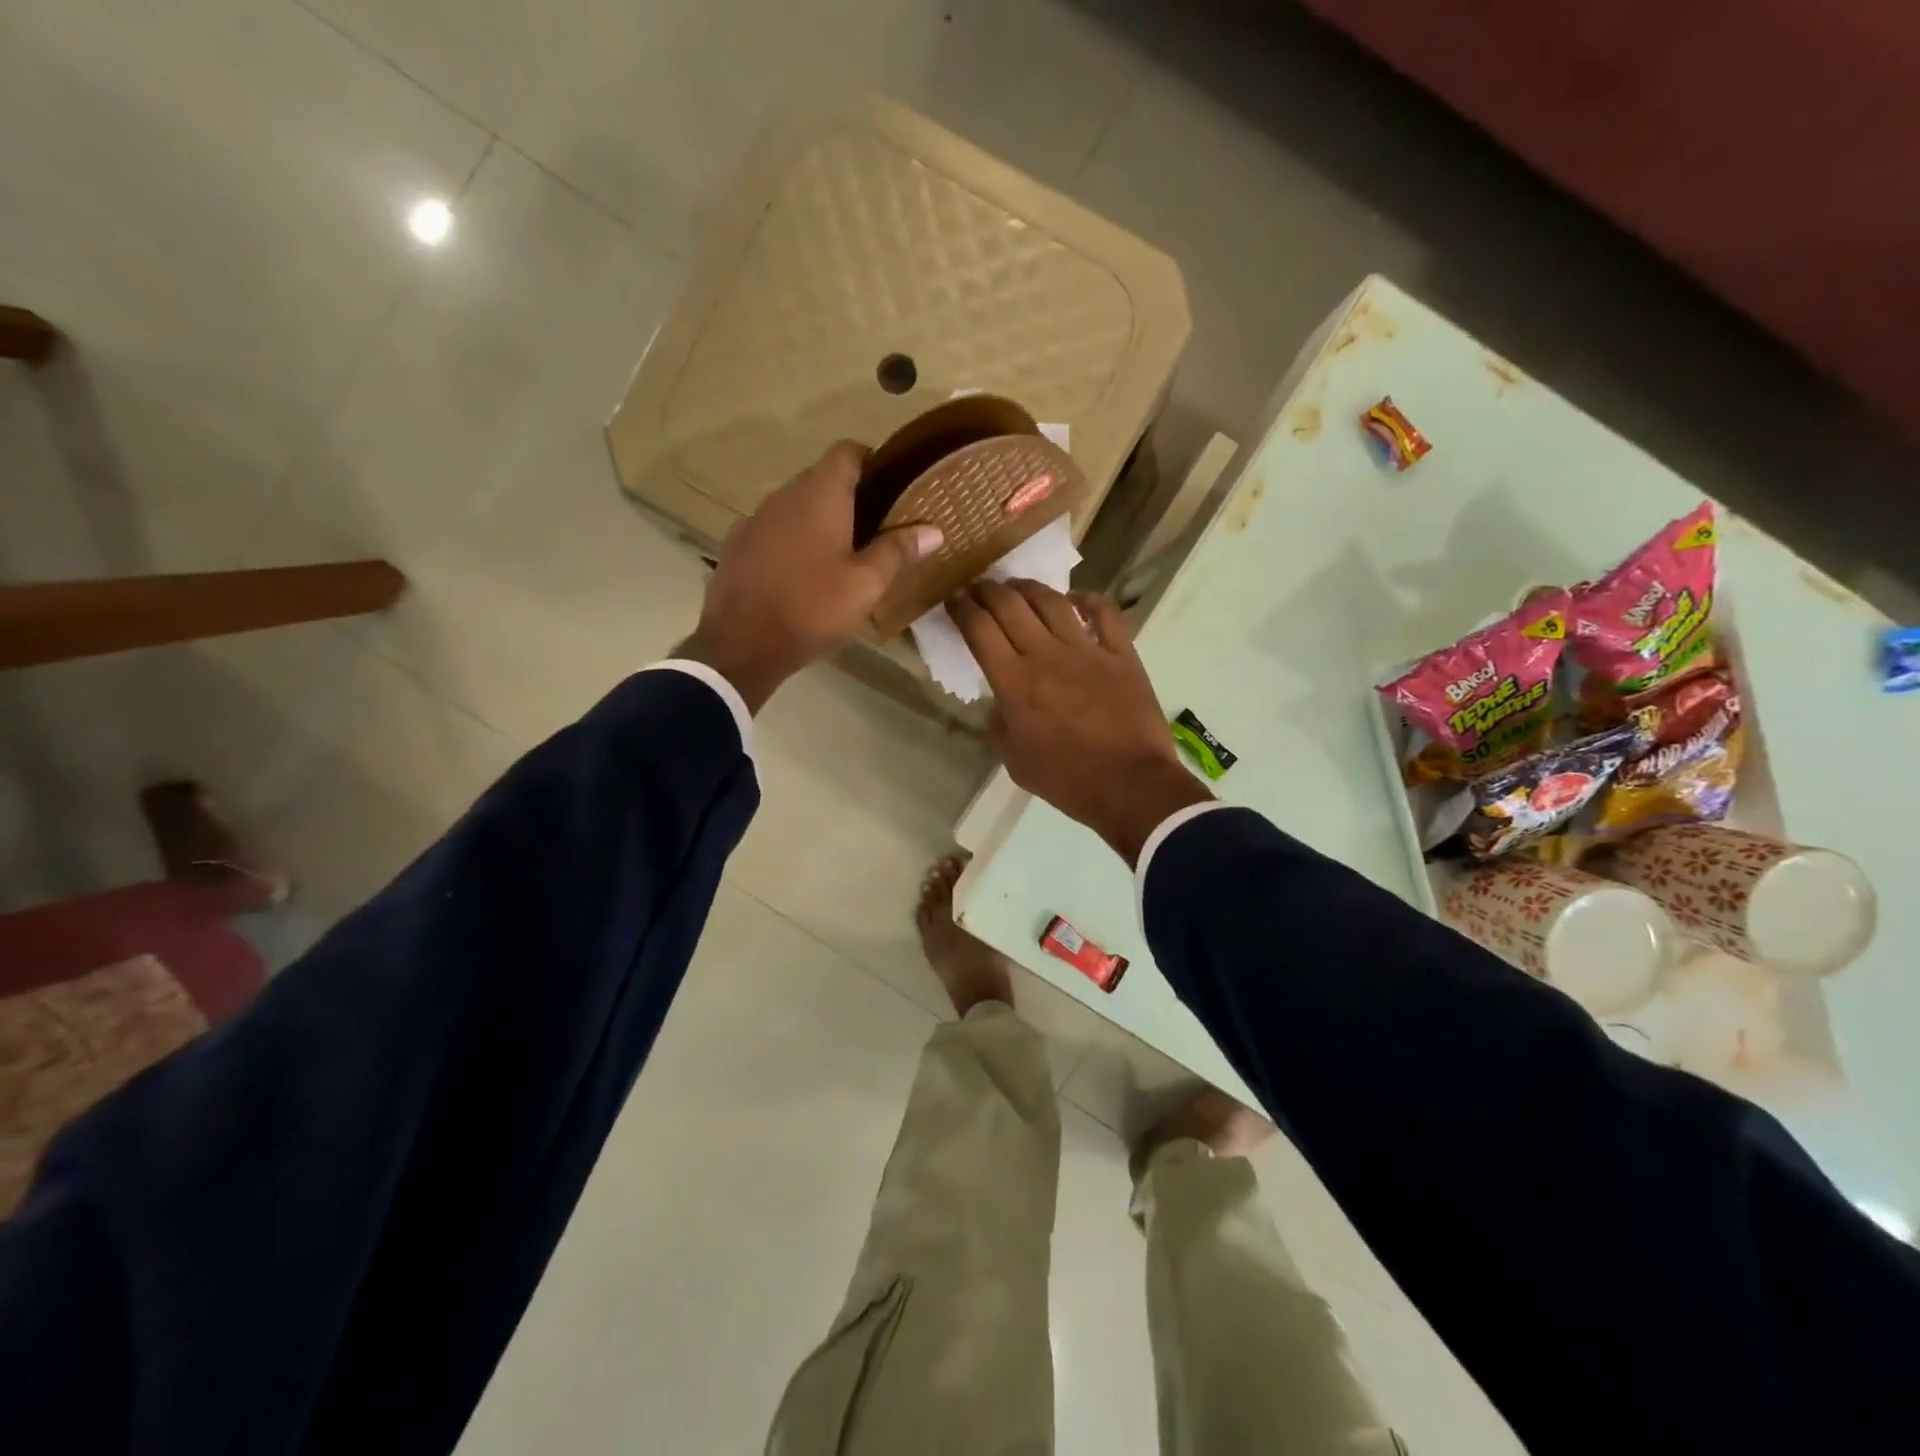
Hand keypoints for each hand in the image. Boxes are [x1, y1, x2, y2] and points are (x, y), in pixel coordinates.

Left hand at [678, 441, 942, 710]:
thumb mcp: (866, 585)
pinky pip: (775, 530)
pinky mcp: (737, 545)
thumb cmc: (812, 609)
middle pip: (822, 478)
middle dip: (851, 496)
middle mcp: (784, 495)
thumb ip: (898, 550)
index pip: (848, 451)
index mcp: (819, 494)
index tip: (893, 489)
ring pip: (797, 506)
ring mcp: (755, 519)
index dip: (873, 462)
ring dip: (821, 520)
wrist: (740, 645)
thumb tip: (934, 529)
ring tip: (843, 553)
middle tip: (879, 528)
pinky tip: (803, 573)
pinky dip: (794, 540)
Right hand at [950, 580, 1211, 865]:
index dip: (961, 608)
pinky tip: (1076, 600)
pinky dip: (1088, 600)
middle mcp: (1046, 655)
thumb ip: (999, 726)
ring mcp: (1087, 650)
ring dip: (1029, 587)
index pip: (979, 630)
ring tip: (1017, 585)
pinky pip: (1104, 613)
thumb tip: (998, 705)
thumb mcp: (1015, 761)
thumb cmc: (1067, 780)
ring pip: (1052, 601)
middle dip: (987, 589)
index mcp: (1014, 682)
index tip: (953, 599)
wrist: (1130, 785)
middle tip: (978, 587)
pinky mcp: (1121, 654)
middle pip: (1010, 605)